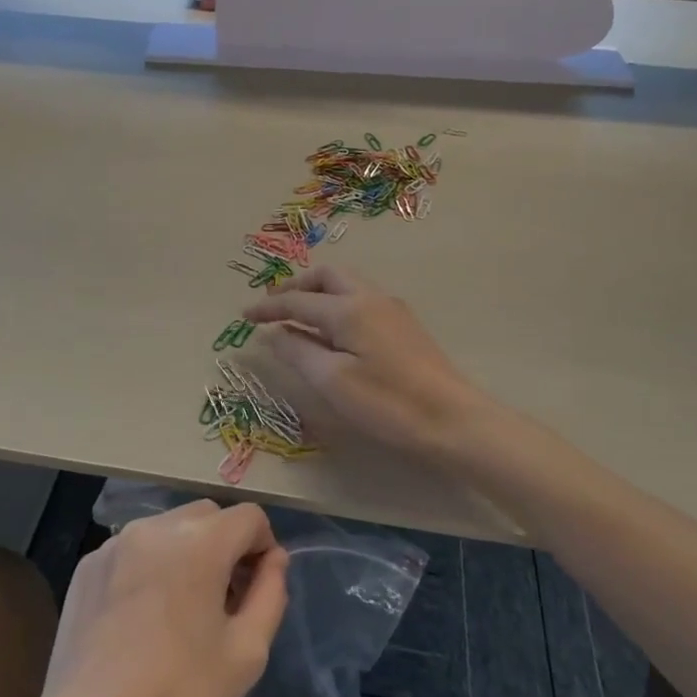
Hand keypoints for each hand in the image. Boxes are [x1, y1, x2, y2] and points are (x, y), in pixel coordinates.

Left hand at [15, 501, 288, 696]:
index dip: (263, 545)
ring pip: (168, 529)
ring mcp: (115, 543)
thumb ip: (270, 593)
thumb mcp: (247, 652)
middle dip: (226, 544)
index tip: (258, 586)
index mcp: (200, 542)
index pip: (248, 516)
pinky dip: (149, 566)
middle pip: (207, 515)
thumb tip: (274, 559)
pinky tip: (141, 618)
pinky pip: (132, 549)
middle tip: (225, 598)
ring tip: (181, 609)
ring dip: (186, 552)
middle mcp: (156, 527)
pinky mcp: (87, 566)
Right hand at [242, 265, 493, 459]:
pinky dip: (337, 304)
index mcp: (348, 308)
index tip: (243, 316)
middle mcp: (370, 297)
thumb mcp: (332, 381)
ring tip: (298, 317)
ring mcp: (392, 309)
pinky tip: (332, 331)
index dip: (268, 308)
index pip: (298, 301)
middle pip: (326, 276)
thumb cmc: (387, 402)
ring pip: (347, 285)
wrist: (453, 420)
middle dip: (296, 286)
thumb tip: (272, 333)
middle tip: (273, 306)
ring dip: (318, 293)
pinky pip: (361, 299)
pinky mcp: (404, 325)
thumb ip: (298, 352)